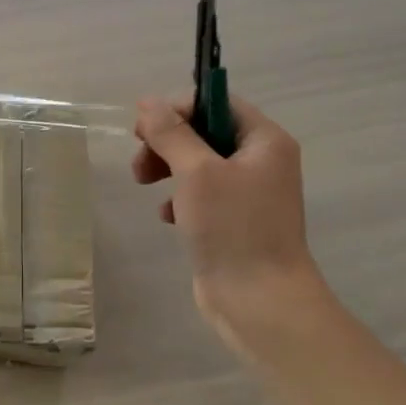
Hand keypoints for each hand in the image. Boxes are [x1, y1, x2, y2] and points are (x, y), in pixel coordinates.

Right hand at [132, 95, 326, 334]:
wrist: (260, 302)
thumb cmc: (233, 228)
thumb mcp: (196, 172)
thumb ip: (170, 133)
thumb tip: (148, 102)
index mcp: (264, 141)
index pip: (218, 102)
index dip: (179, 108)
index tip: (144, 127)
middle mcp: (260, 161)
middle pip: (204, 132)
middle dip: (167, 142)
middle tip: (140, 161)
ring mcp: (247, 194)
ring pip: (197, 164)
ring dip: (167, 169)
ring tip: (145, 186)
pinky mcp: (232, 221)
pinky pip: (199, 195)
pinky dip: (179, 199)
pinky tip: (167, 217)